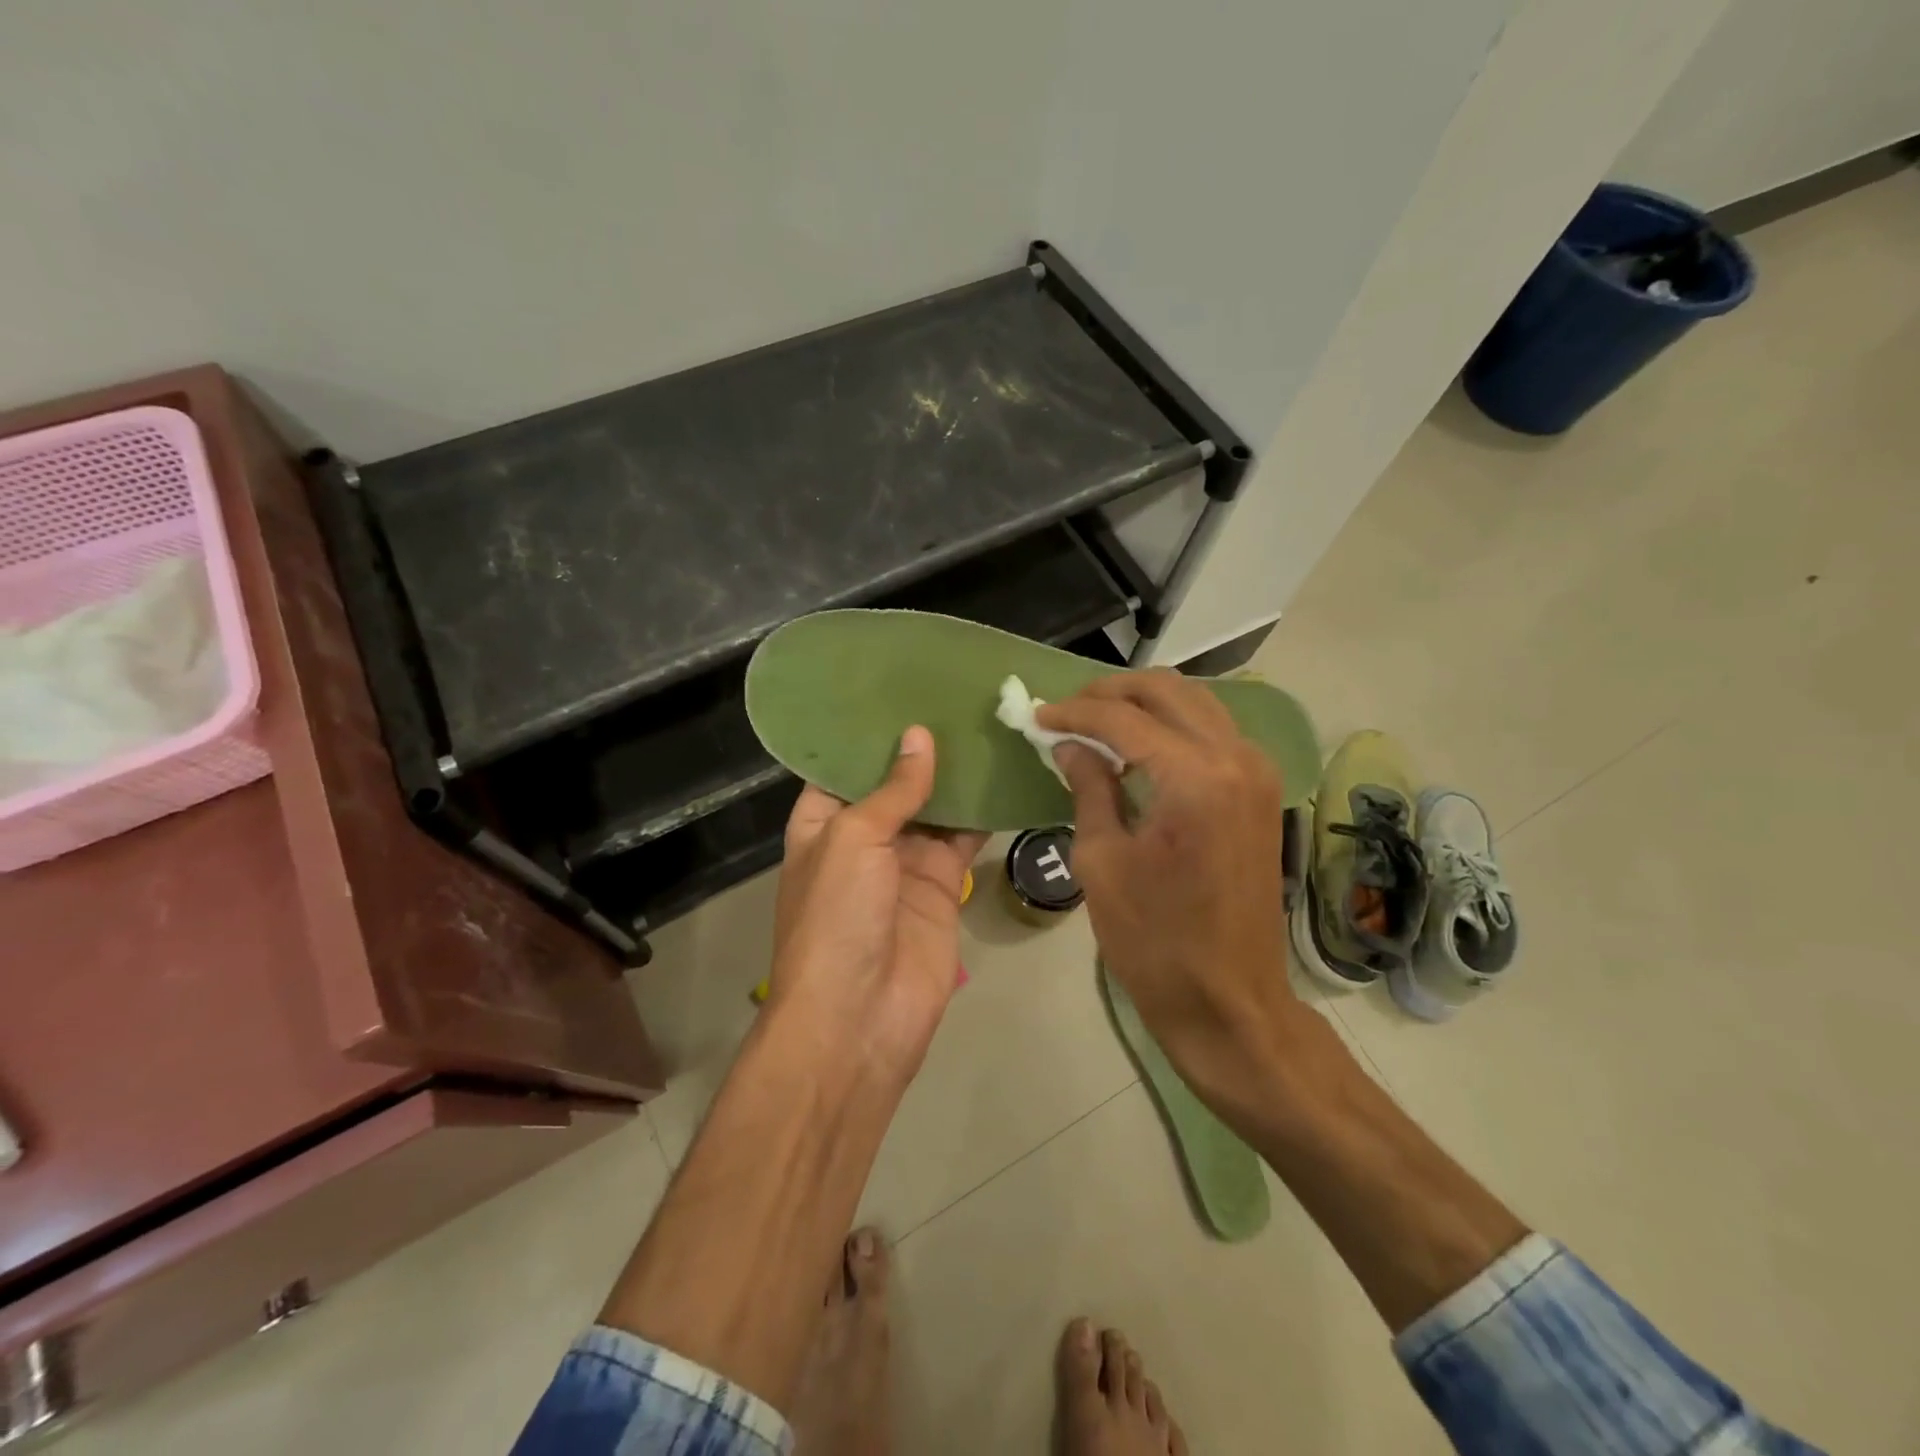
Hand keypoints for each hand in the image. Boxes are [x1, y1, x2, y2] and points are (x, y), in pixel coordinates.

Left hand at [769, 725, 987, 1084]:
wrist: (859, 1018)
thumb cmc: (837, 918)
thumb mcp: (853, 840)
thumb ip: (893, 790)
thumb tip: (918, 736)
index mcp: (822, 822)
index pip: (844, 764)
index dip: (872, 730)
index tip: (904, 686)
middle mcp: (863, 837)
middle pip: (896, 782)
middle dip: (922, 747)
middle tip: (958, 695)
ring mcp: (905, 862)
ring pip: (935, 807)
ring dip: (957, 775)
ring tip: (987, 722)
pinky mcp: (943, 886)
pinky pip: (965, 839)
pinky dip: (983, 813)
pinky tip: (1005, 774)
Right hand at [1038, 671, 1300, 1090]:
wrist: (1229, 1001)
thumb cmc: (1154, 941)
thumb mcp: (1102, 861)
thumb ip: (1088, 788)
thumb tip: (1069, 744)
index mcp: (1195, 777)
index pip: (1124, 718)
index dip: (1074, 713)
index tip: (1037, 716)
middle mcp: (1236, 758)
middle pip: (1168, 690)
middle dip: (1111, 693)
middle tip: (1067, 712)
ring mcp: (1258, 771)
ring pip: (1196, 703)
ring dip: (1144, 704)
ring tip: (1096, 724)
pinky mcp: (1262, 790)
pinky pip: (1213, 732)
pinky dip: (1172, 726)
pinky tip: (1138, 749)